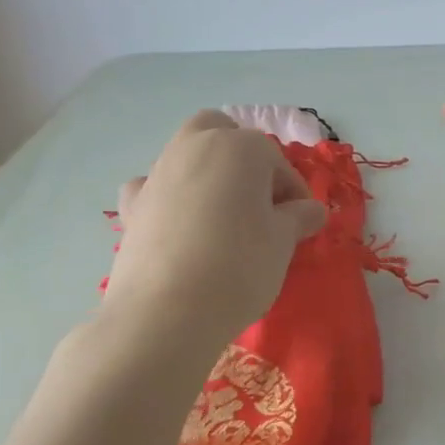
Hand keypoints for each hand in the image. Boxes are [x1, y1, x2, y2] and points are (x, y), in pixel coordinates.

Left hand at [103, 111, 326, 339]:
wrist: (167, 311)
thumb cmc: (240, 265)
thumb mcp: (284, 241)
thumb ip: (300, 218)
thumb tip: (312, 210)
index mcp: (241, 148)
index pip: (278, 162)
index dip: (295, 193)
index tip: (302, 224)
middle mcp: (195, 147)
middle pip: (223, 132)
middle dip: (244, 157)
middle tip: (259, 201)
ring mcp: (158, 173)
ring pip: (188, 155)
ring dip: (209, 174)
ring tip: (224, 219)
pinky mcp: (132, 205)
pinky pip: (155, 187)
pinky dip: (170, 197)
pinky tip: (180, 224)